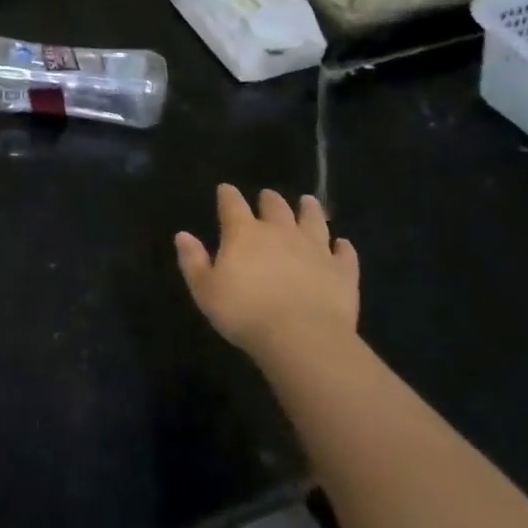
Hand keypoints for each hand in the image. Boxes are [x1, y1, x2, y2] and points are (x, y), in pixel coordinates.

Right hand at [175, 185, 358, 360]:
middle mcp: (280, 232)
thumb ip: (193, 260)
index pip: (232, 204)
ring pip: (313, 220)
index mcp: (244, 233)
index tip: (225, 189)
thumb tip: (182, 235)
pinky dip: (343, 248)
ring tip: (308, 202)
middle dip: (269, 199)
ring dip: (310, 210)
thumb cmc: (245, 313)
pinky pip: (345, 254)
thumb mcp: (205, 290)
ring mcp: (315, 248)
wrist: (302, 337)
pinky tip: (343, 245)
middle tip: (267, 197)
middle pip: (275, 206)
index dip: (227, 195)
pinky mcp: (342, 271)